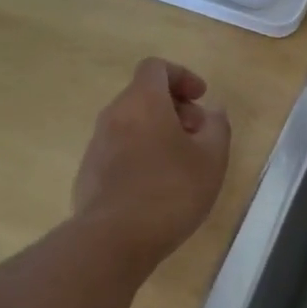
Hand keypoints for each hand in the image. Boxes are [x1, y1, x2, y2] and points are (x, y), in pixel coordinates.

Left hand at [71, 58, 230, 268]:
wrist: (113, 240)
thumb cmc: (170, 190)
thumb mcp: (212, 158)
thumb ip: (217, 127)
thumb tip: (212, 112)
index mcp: (143, 102)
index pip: (156, 67)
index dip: (182, 76)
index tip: (200, 99)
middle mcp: (114, 115)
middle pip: (143, 95)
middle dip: (174, 108)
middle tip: (197, 136)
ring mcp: (97, 145)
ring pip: (130, 123)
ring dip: (157, 132)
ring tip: (181, 164)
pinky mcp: (89, 173)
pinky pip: (118, 150)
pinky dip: (140, 154)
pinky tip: (156, 187)